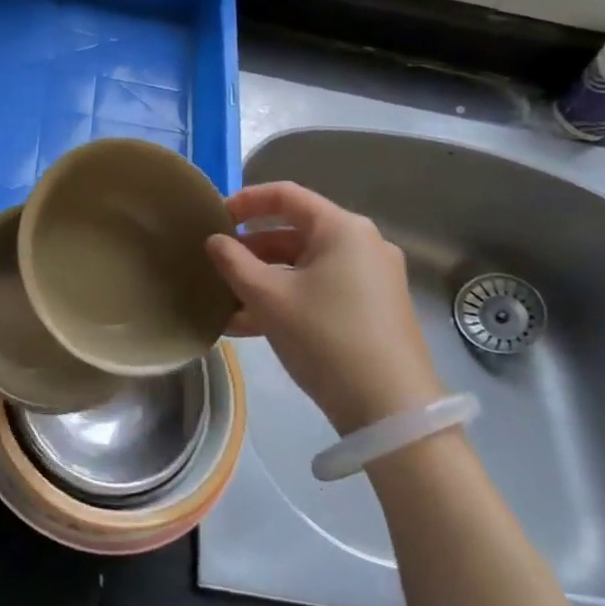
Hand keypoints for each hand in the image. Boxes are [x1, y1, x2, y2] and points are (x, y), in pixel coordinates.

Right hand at [206, 182, 443, 432]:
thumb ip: (233, 262)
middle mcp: (362, 244)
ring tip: (227, 301)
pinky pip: (321, 289)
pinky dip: (288, 298)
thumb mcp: (268, 297)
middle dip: (251, 248)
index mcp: (342, 228)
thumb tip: (214, 241)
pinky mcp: (374, 309)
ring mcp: (372, 278)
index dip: (246, 201)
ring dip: (265, 278)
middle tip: (217, 262)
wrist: (390, 410)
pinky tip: (251, 325)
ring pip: (306, 265)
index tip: (215, 216)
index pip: (286, 195)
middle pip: (296, 231)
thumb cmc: (325, 337)